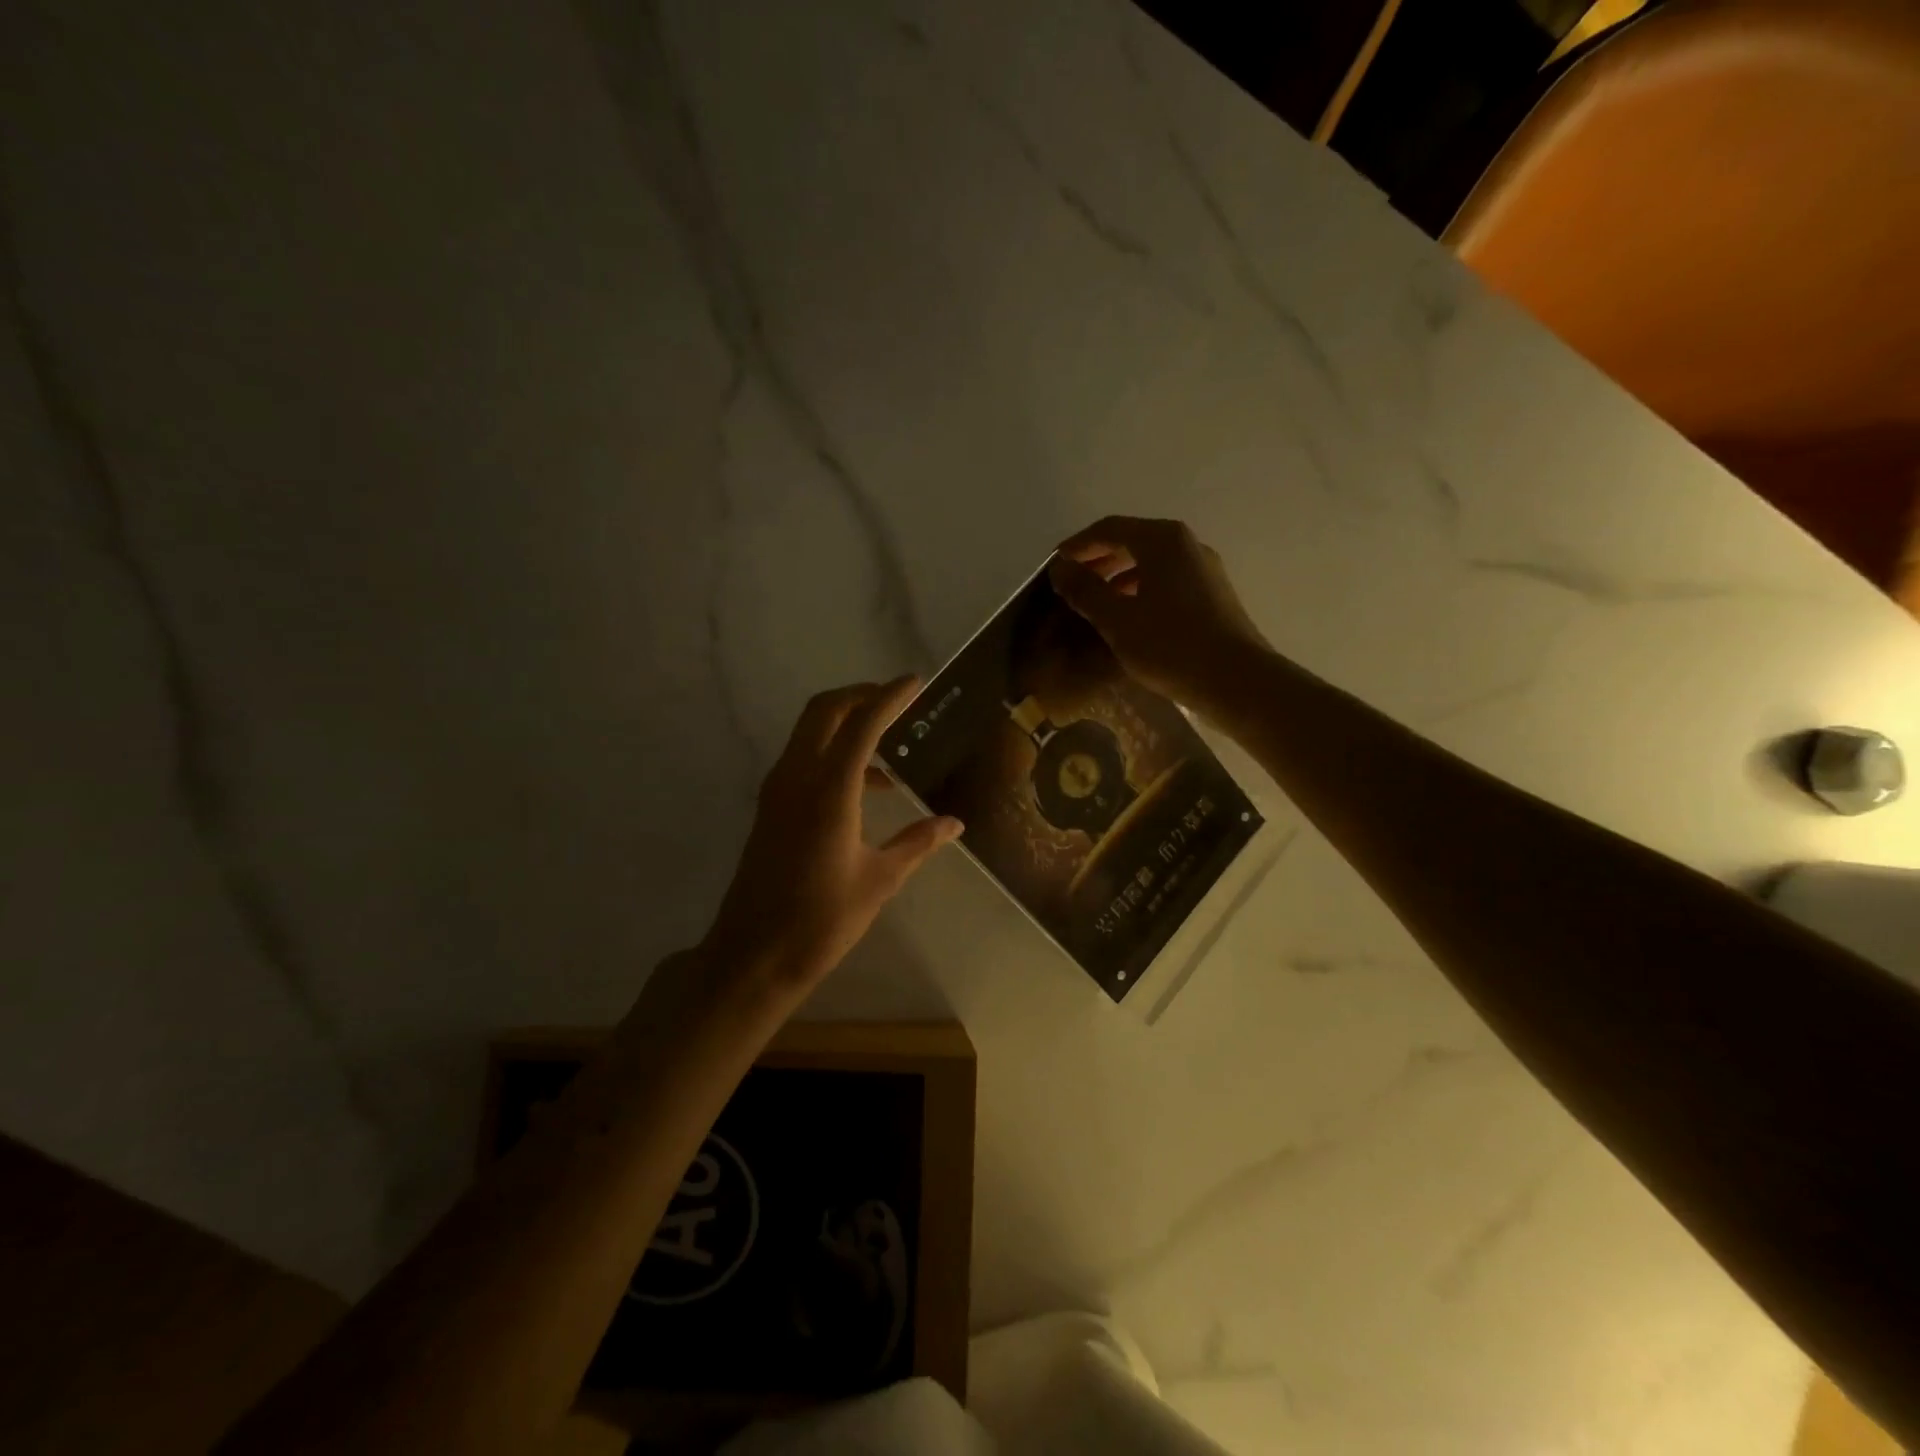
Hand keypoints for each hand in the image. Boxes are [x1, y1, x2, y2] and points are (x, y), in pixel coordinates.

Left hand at [700, 677, 962, 998]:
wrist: (753, 954)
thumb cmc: (821, 920)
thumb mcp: (879, 880)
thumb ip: (917, 843)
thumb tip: (954, 823)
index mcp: (829, 791)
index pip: (862, 724)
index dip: (890, 697)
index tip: (916, 682)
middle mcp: (797, 778)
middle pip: (825, 711)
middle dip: (861, 695)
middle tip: (896, 700)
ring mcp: (778, 790)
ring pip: (809, 732)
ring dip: (846, 723)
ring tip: (891, 745)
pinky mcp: (771, 806)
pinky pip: (803, 758)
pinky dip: (834, 752)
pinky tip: (867, 786)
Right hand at [1049, 516, 1270, 714]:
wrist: (1236, 680)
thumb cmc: (1170, 645)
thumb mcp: (1117, 620)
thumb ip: (1085, 590)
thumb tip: (1060, 568)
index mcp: (1162, 541)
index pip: (1109, 529)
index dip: (1078, 545)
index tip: (1054, 564)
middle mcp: (1186, 545)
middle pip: (1133, 541)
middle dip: (1098, 559)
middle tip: (1071, 582)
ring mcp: (1204, 569)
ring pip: (1151, 562)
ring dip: (1119, 576)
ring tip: (1094, 601)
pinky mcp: (1213, 595)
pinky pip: (1167, 581)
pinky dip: (1141, 589)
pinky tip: (1128, 616)